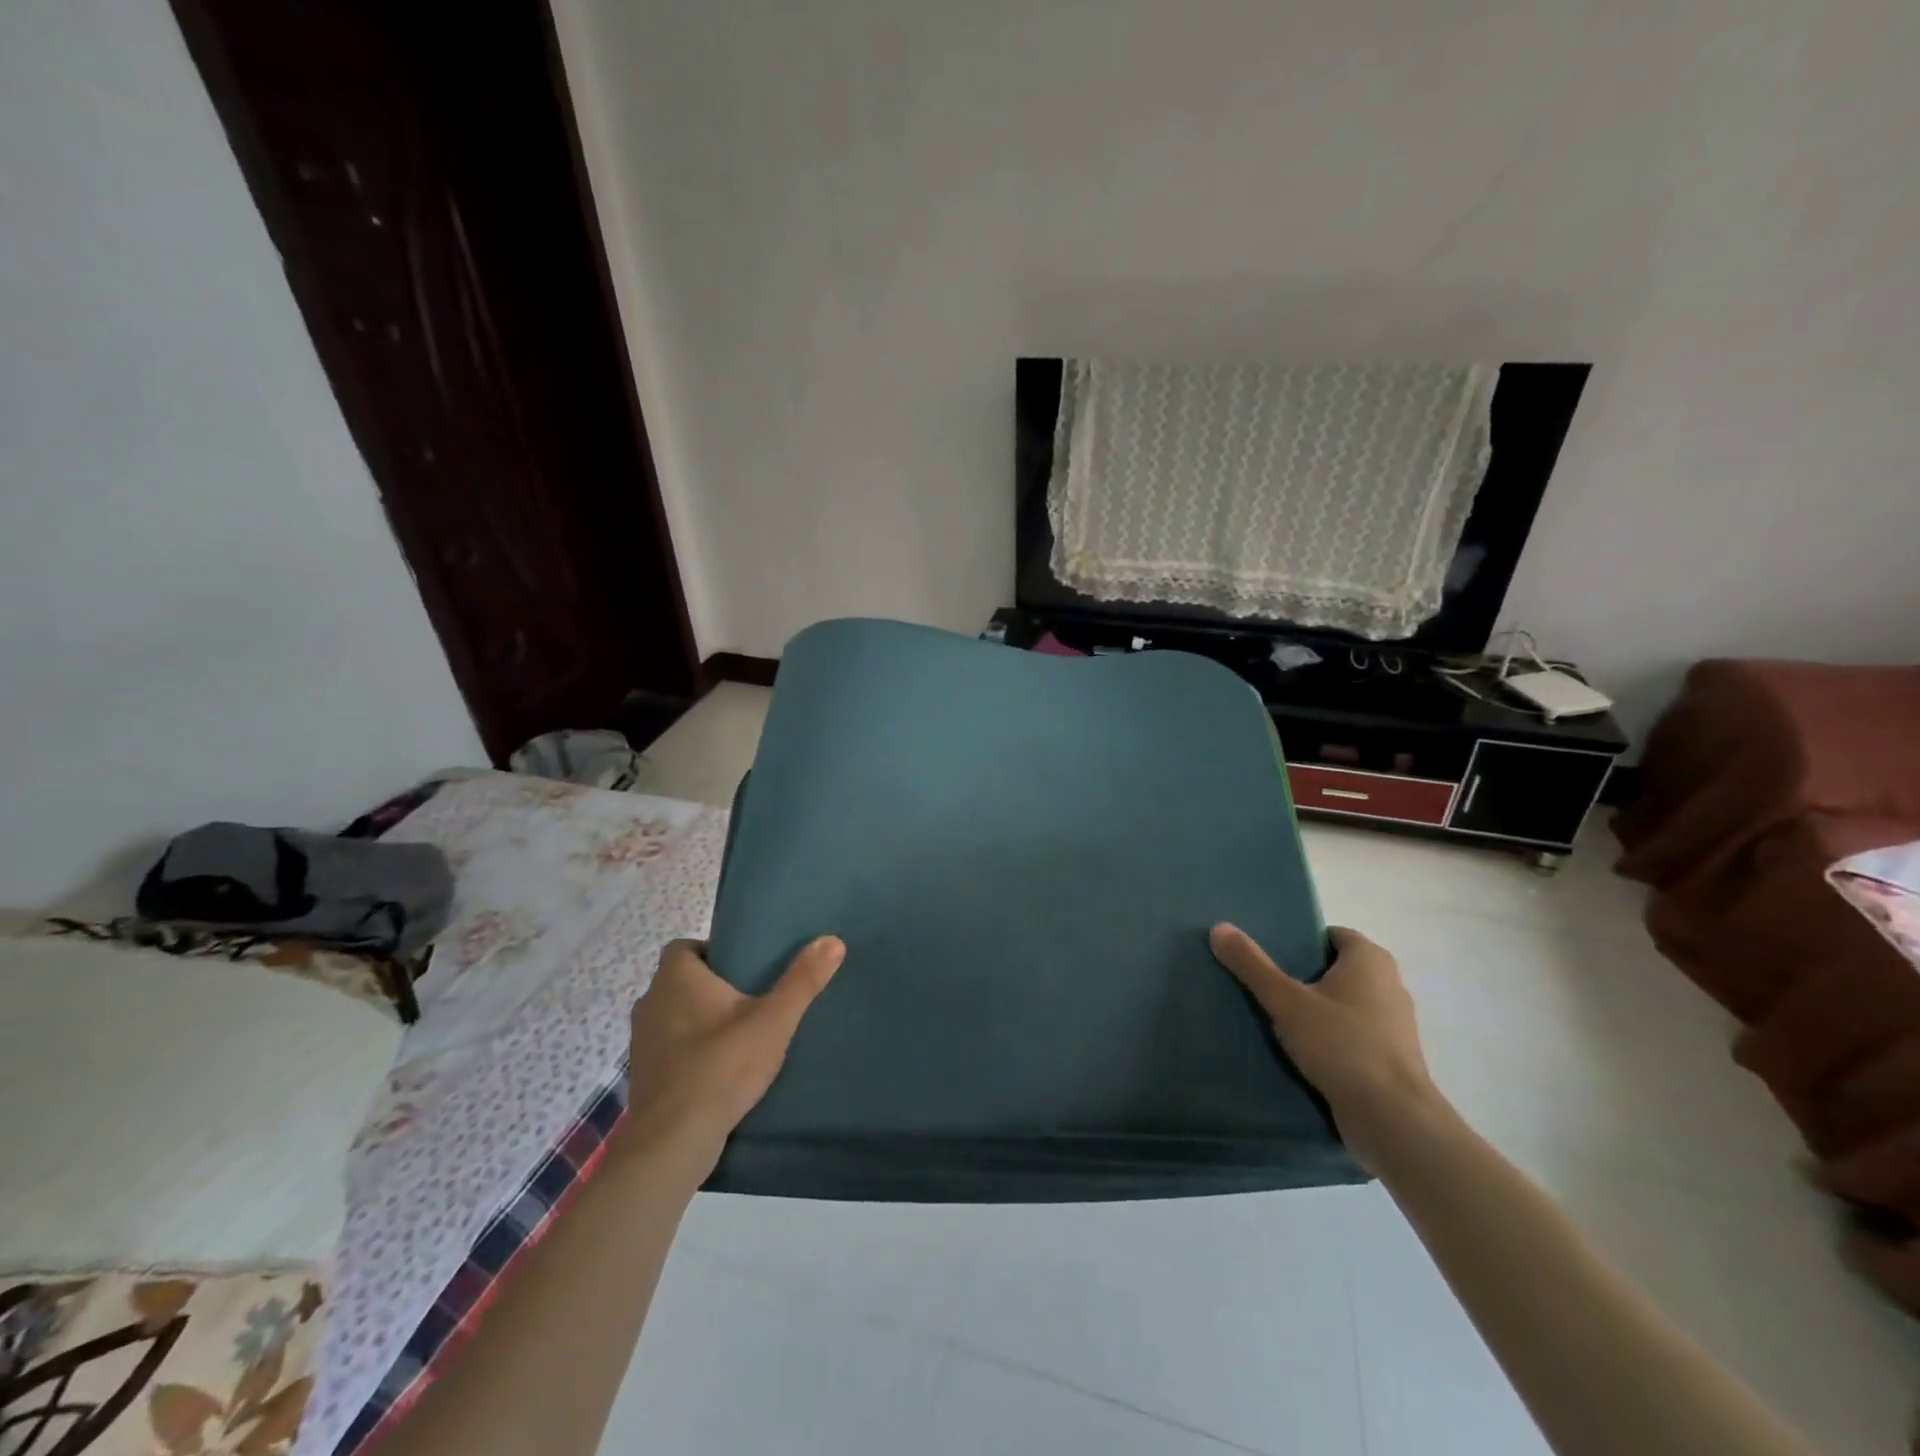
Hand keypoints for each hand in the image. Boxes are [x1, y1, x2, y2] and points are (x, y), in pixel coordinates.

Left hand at [621, 936, 843, 1177]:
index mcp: (676, 979)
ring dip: (699, 1019)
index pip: (684, 946)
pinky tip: (719, 1067)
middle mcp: (650, 1002)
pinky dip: (689, 1050)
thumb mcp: (773, 1020)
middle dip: (712, 985)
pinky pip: (669, 1048)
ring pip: (673, 1015)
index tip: (744, 965)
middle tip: (752, 995)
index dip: (711, 950)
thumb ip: (802, 980)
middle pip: (680, 981)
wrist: (672, 1143)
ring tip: (739, 1031)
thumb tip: (833, 940)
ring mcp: (641, 1042)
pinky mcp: (643, 1076)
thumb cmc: (721, 1067)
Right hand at [1209, 923, 1444, 1171]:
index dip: (1300, 940)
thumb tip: (1219, 928)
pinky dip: (1329, 1037)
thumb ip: (1252, 965)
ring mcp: (1393, 1023)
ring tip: (1274, 1017)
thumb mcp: (1287, 1001)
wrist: (1393, 1120)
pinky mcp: (1390, 1057)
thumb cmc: (1343, 1045)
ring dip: (1314, 1009)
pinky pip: (1351, 1034)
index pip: (1331, 935)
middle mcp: (1389, 984)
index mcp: (1370, 959)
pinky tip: (1299, 1050)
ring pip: (1343, 1003)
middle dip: (1302, 975)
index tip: (1269, 955)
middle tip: (1264, 983)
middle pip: (1335, 968)